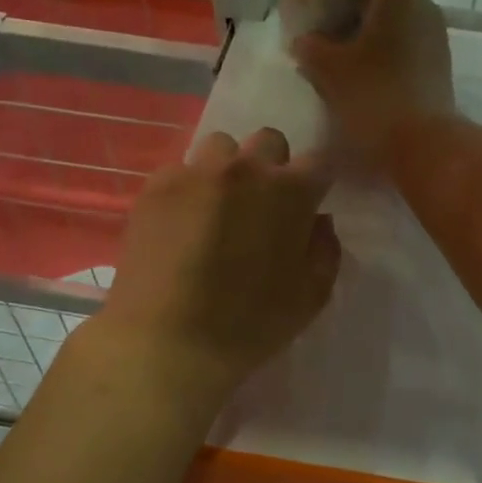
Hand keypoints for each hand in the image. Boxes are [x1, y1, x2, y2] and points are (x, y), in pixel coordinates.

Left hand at [99, 128, 340, 394]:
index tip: (310, 201)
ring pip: (221, 147)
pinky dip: (190, 188)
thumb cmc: (249, 326)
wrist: (167, 342)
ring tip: (219, 207)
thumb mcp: (311, 297)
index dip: (318, 181)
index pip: (320, 160)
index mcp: (290, 192)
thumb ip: (325, 249)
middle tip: (263, 204)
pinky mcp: (156, 187)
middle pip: (269, 141)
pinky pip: (182, 170)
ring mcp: (196, 173)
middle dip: (273, 165)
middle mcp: (245, 169)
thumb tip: (319, 221)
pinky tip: (182, 223)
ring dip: (229, 169)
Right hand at [293, 0, 454, 165]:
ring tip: (349, 43)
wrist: (423, 144)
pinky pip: (413, 43)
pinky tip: (367, 71)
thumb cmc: (374, 95)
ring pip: (408, 16)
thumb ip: (311, 48)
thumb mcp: (329, 71)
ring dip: (381, 21)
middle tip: (341, 4)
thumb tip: (302, 41)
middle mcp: (426, 10)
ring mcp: (437, 40)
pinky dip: (392, 47)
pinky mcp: (439, 69)